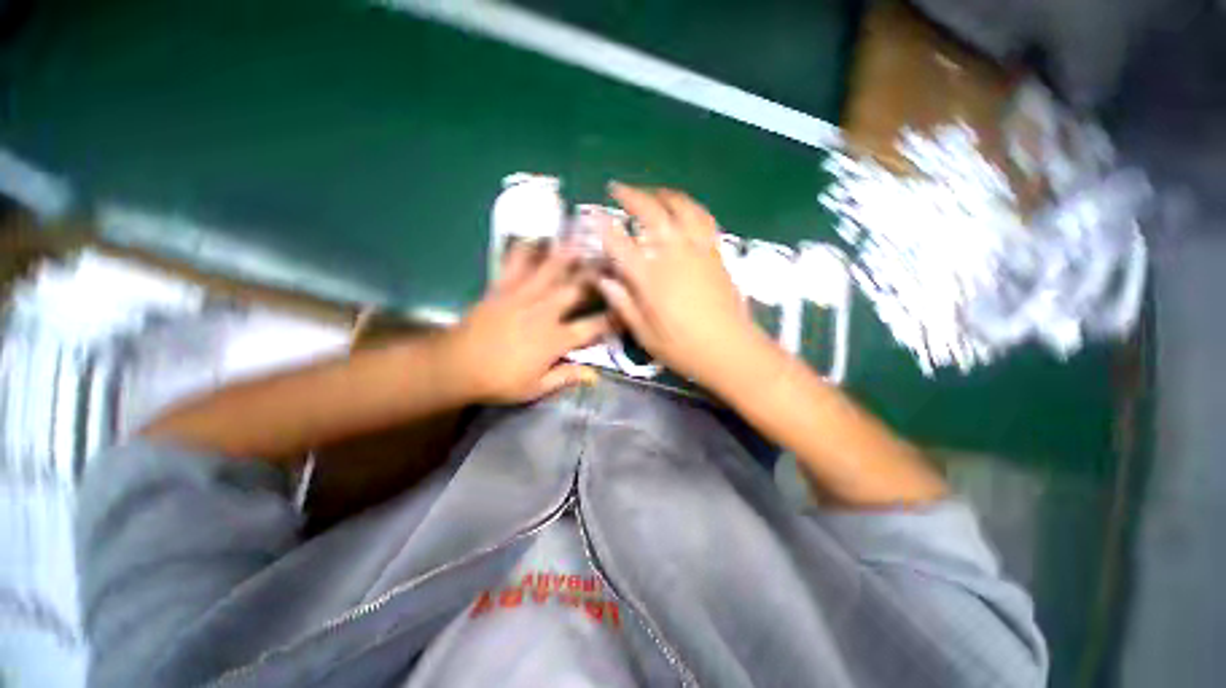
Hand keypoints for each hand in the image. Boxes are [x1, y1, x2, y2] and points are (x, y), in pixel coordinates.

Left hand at [442, 241, 609, 403]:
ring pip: (549, 271)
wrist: (455, 366)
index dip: (613, 318)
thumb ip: (566, 377)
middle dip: (595, 275)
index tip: (628, 309)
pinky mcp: (501, 289)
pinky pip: (514, 264)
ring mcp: (521, 297)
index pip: (592, 327)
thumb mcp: (535, 388)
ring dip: (567, 254)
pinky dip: (524, 250)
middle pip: (575, 289)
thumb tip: (594, 375)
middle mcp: (543, 312)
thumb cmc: (498, 381)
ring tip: (581, 237)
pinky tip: (533, 238)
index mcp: (554, 339)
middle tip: (610, 259)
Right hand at [597, 183, 764, 387]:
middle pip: (651, 213)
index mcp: (651, 278)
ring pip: (682, 208)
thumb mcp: (644, 334)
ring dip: (663, 194)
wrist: (730, 350)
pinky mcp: (716, 253)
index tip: (592, 214)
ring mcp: (698, 251)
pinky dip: (690, 206)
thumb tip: (603, 279)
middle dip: (632, 196)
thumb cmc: (683, 348)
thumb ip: (623, 303)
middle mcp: (673, 255)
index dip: (603, 226)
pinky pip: (704, 219)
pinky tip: (684, 208)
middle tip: (617, 188)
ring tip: (652, 192)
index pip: (620, 243)